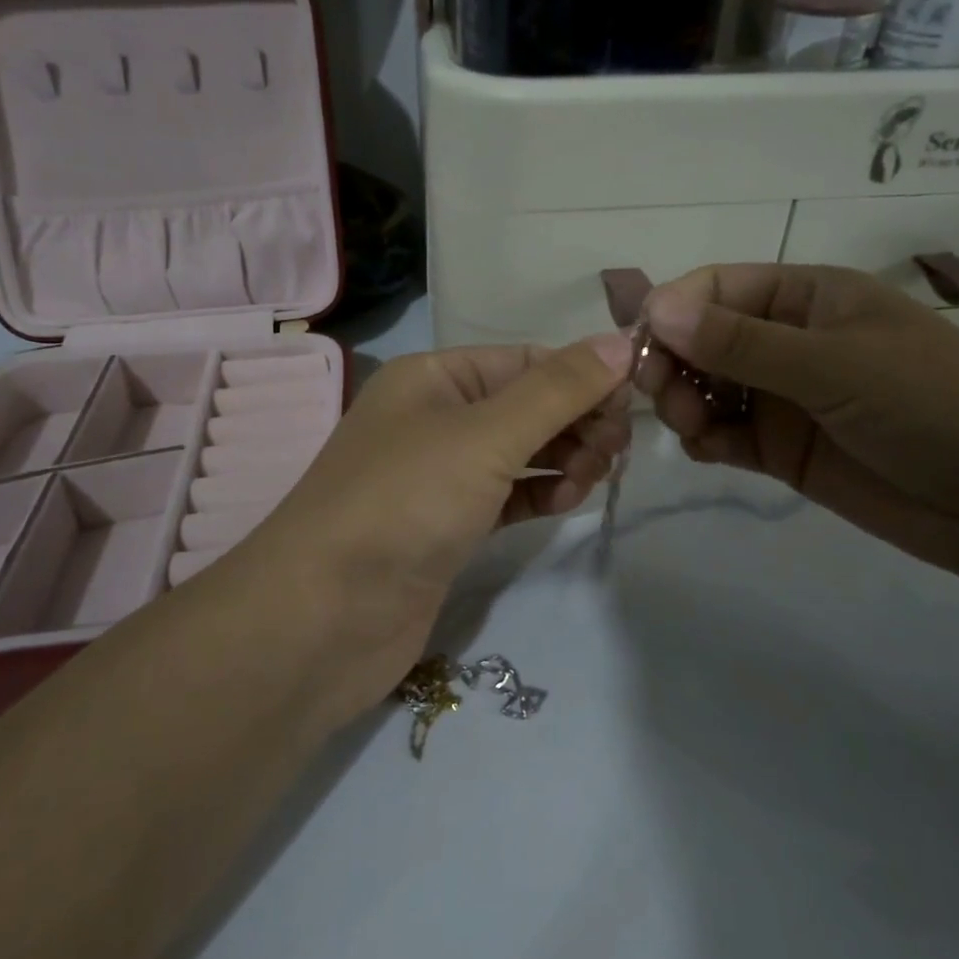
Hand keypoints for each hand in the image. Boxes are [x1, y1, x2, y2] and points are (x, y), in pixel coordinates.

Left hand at [239, 336, 631, 726]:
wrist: (324, 617)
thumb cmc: (405, 503)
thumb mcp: (486, 435)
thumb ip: (557, 390)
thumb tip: (619, 341)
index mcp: (434, 377)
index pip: (526, 361)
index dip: (581, 376)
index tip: (633, 404)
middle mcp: (435, 417)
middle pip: (526, 405)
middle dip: (576, 421)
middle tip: (615, 452)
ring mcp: (440, 475)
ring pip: (521, 451)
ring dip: (564, 457)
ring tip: (591, 478)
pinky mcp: (448, 526)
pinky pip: (508, 494)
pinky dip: (540, 492)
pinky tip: (567, 500)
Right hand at [637, 265, 958, 603]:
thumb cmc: (934, 406)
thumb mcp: (835, 366)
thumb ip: (741, 343)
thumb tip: (655, 310)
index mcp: (805, 298)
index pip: (715, 289)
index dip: (672, 312)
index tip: (640, 350)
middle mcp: (786, 340)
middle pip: (700, 339)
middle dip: (672, 363)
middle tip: (665, 399)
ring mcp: (782, 396)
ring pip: (704, 388)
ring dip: (682, 403)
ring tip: (692, 430)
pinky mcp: (781, 447)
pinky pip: (722, 433)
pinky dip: (703, 439)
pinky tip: (706, 451)